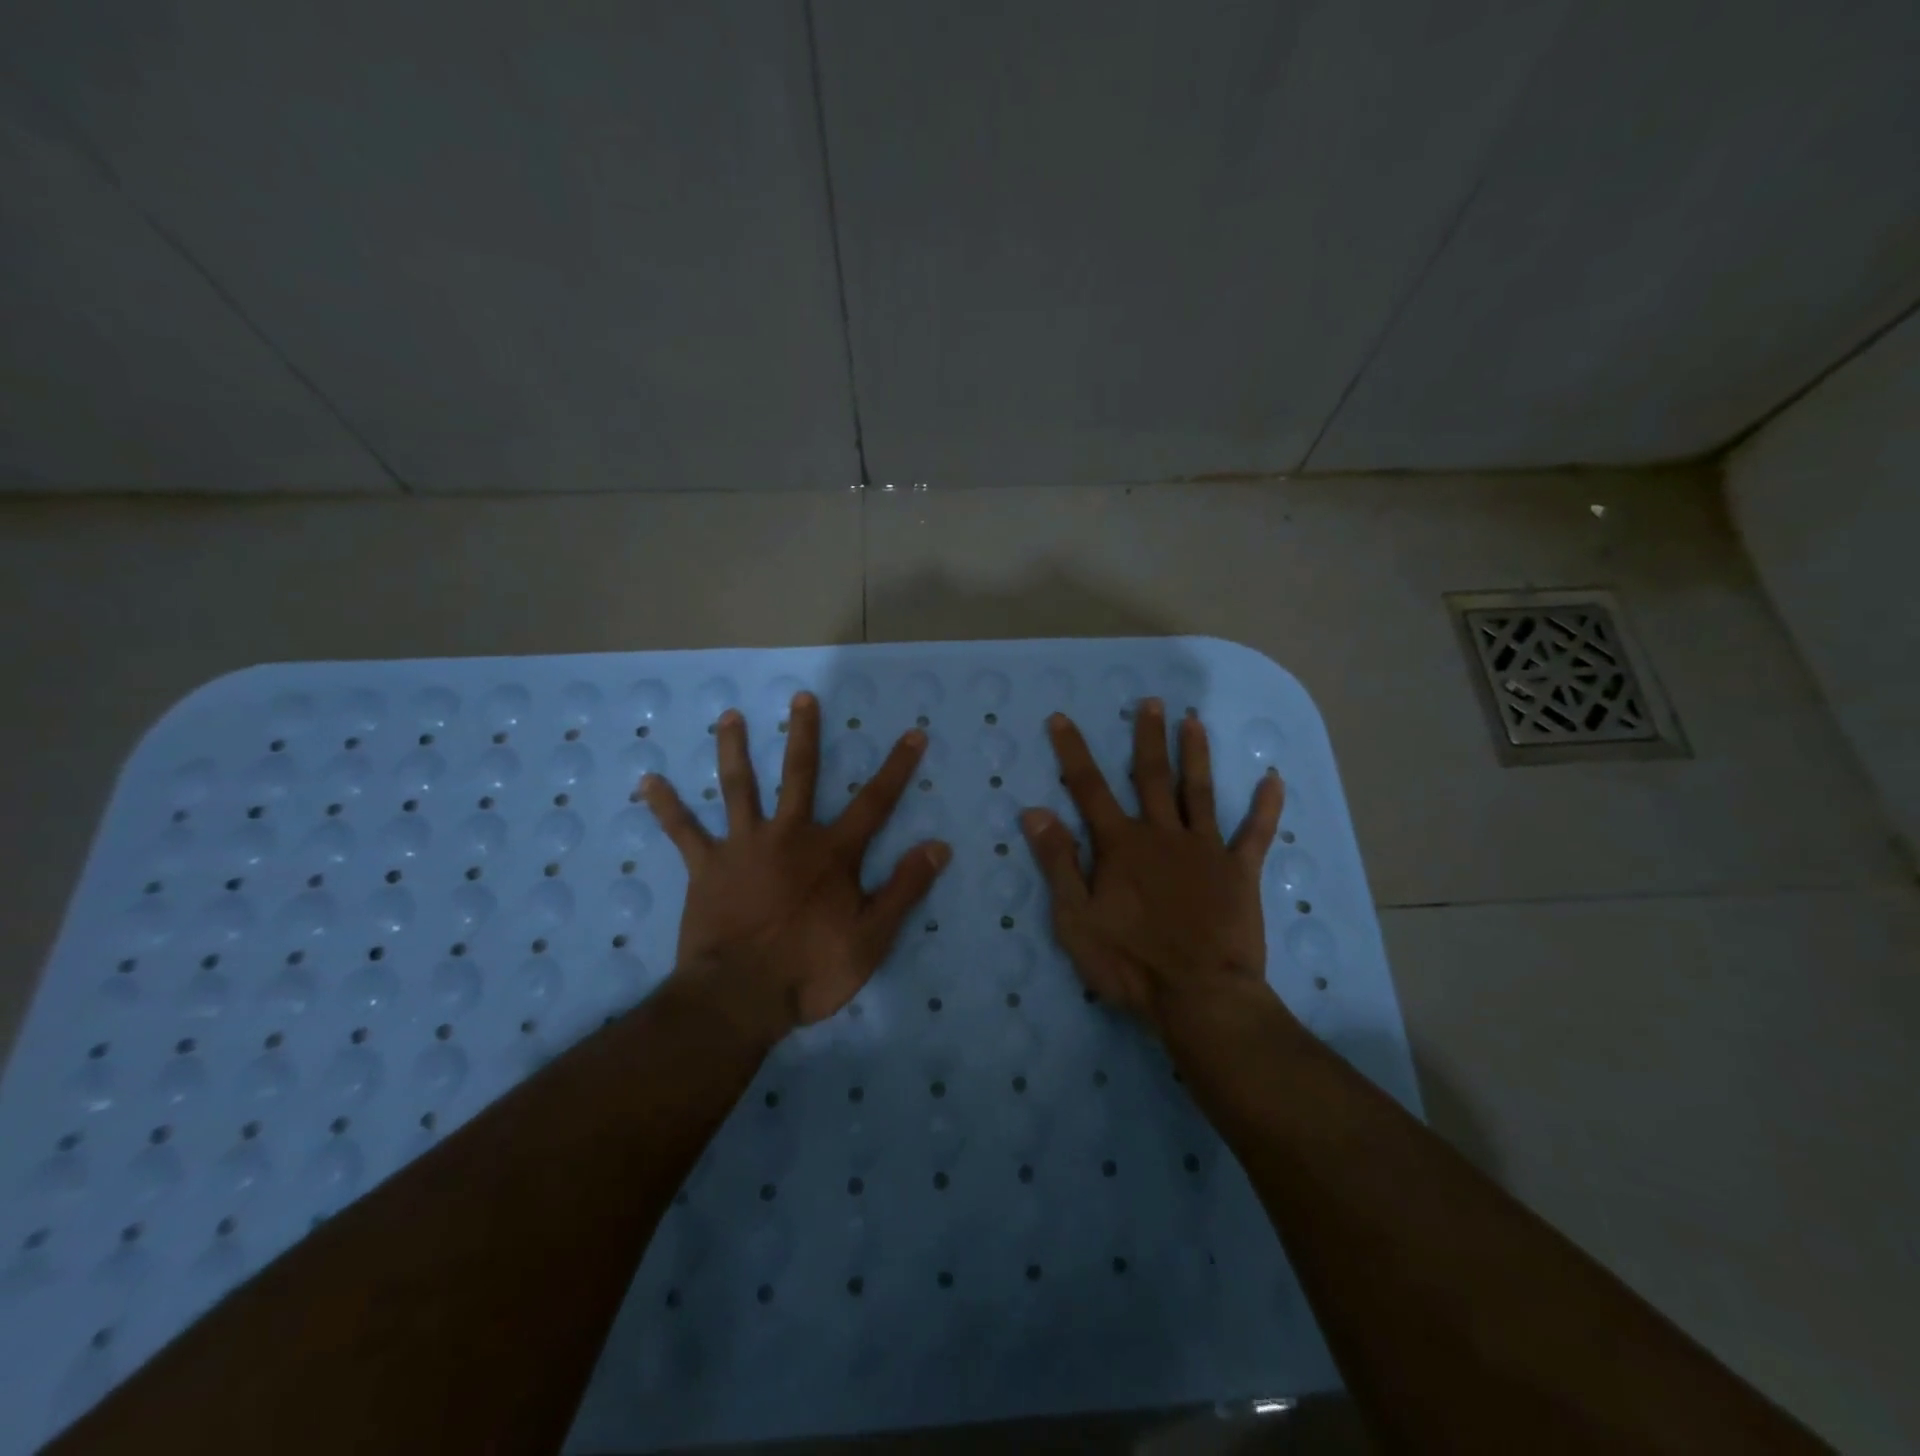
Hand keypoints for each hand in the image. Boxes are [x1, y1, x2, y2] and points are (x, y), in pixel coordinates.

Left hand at [639, 692, 951, 1046]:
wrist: (740, 998)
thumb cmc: (811, 970)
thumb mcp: (873, 938)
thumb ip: (905, 889)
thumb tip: (939, 846)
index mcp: (832, 852)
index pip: (876, 802)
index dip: (898, 767)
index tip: (913, 733)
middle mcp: (789, 835)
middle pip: (800, 774)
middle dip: (804, 734)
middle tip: (801, 696)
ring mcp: (744, 846)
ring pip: (739, 787)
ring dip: (733, 749)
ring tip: (728, 716)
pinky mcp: (707, 867)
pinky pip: (683, 831)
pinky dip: (667, 806)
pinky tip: (648, 781)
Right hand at [1021, 700, 1283, 1035]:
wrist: (1199, 996)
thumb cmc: (1130, 961)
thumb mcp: (1075, 918)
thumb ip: (1058, 861)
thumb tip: (1035, 811)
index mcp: (1121, 845)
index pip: (1088, 788)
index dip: (1073, 752)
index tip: (1062, 718)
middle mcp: (1162, 835)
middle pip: (1152, 777)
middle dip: (1147, 737)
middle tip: (1152, 702)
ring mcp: (1205, 850)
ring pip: (1199, 792)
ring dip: (1196, 754)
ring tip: (1194, 721)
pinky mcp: (1239, 872)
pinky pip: (1255, 833)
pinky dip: (1265, 806)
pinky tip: (1274, 778)